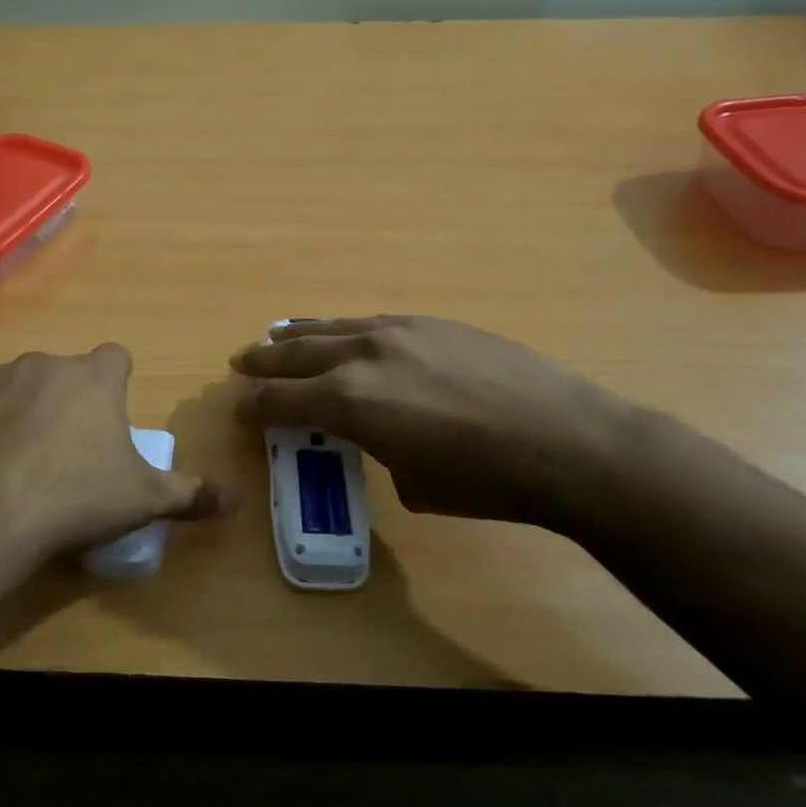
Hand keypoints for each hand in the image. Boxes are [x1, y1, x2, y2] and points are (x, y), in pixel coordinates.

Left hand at [0, 344, 227, 561]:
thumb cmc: (74, 498)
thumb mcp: (142, 501)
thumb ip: (191, 494)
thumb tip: (235, 500)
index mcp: (92, 378)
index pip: (116, 357)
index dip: (117, 382)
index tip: (112, 417)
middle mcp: (43, 364)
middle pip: (65, 374)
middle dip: (69, 402)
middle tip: (69, 453)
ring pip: (17, 388)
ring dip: (23, 413)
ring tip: (20, 465)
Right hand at [230, 316, 646, 531]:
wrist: (565, 440)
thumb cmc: (484, 481)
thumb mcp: (413, 483)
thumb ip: (378, 449)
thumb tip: (378, 434)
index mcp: (349, 402)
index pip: (281, 400)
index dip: (255, 408)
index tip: (240, 411)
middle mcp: (362, 356)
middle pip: (295, 354)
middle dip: (263, 362)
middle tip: (241, 363)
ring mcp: (398, 332)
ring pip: (331, 328)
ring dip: (299, 337)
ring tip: (278, 339)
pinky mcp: (432, 322)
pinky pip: (370, 323)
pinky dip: (345, 331)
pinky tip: (345, 335)